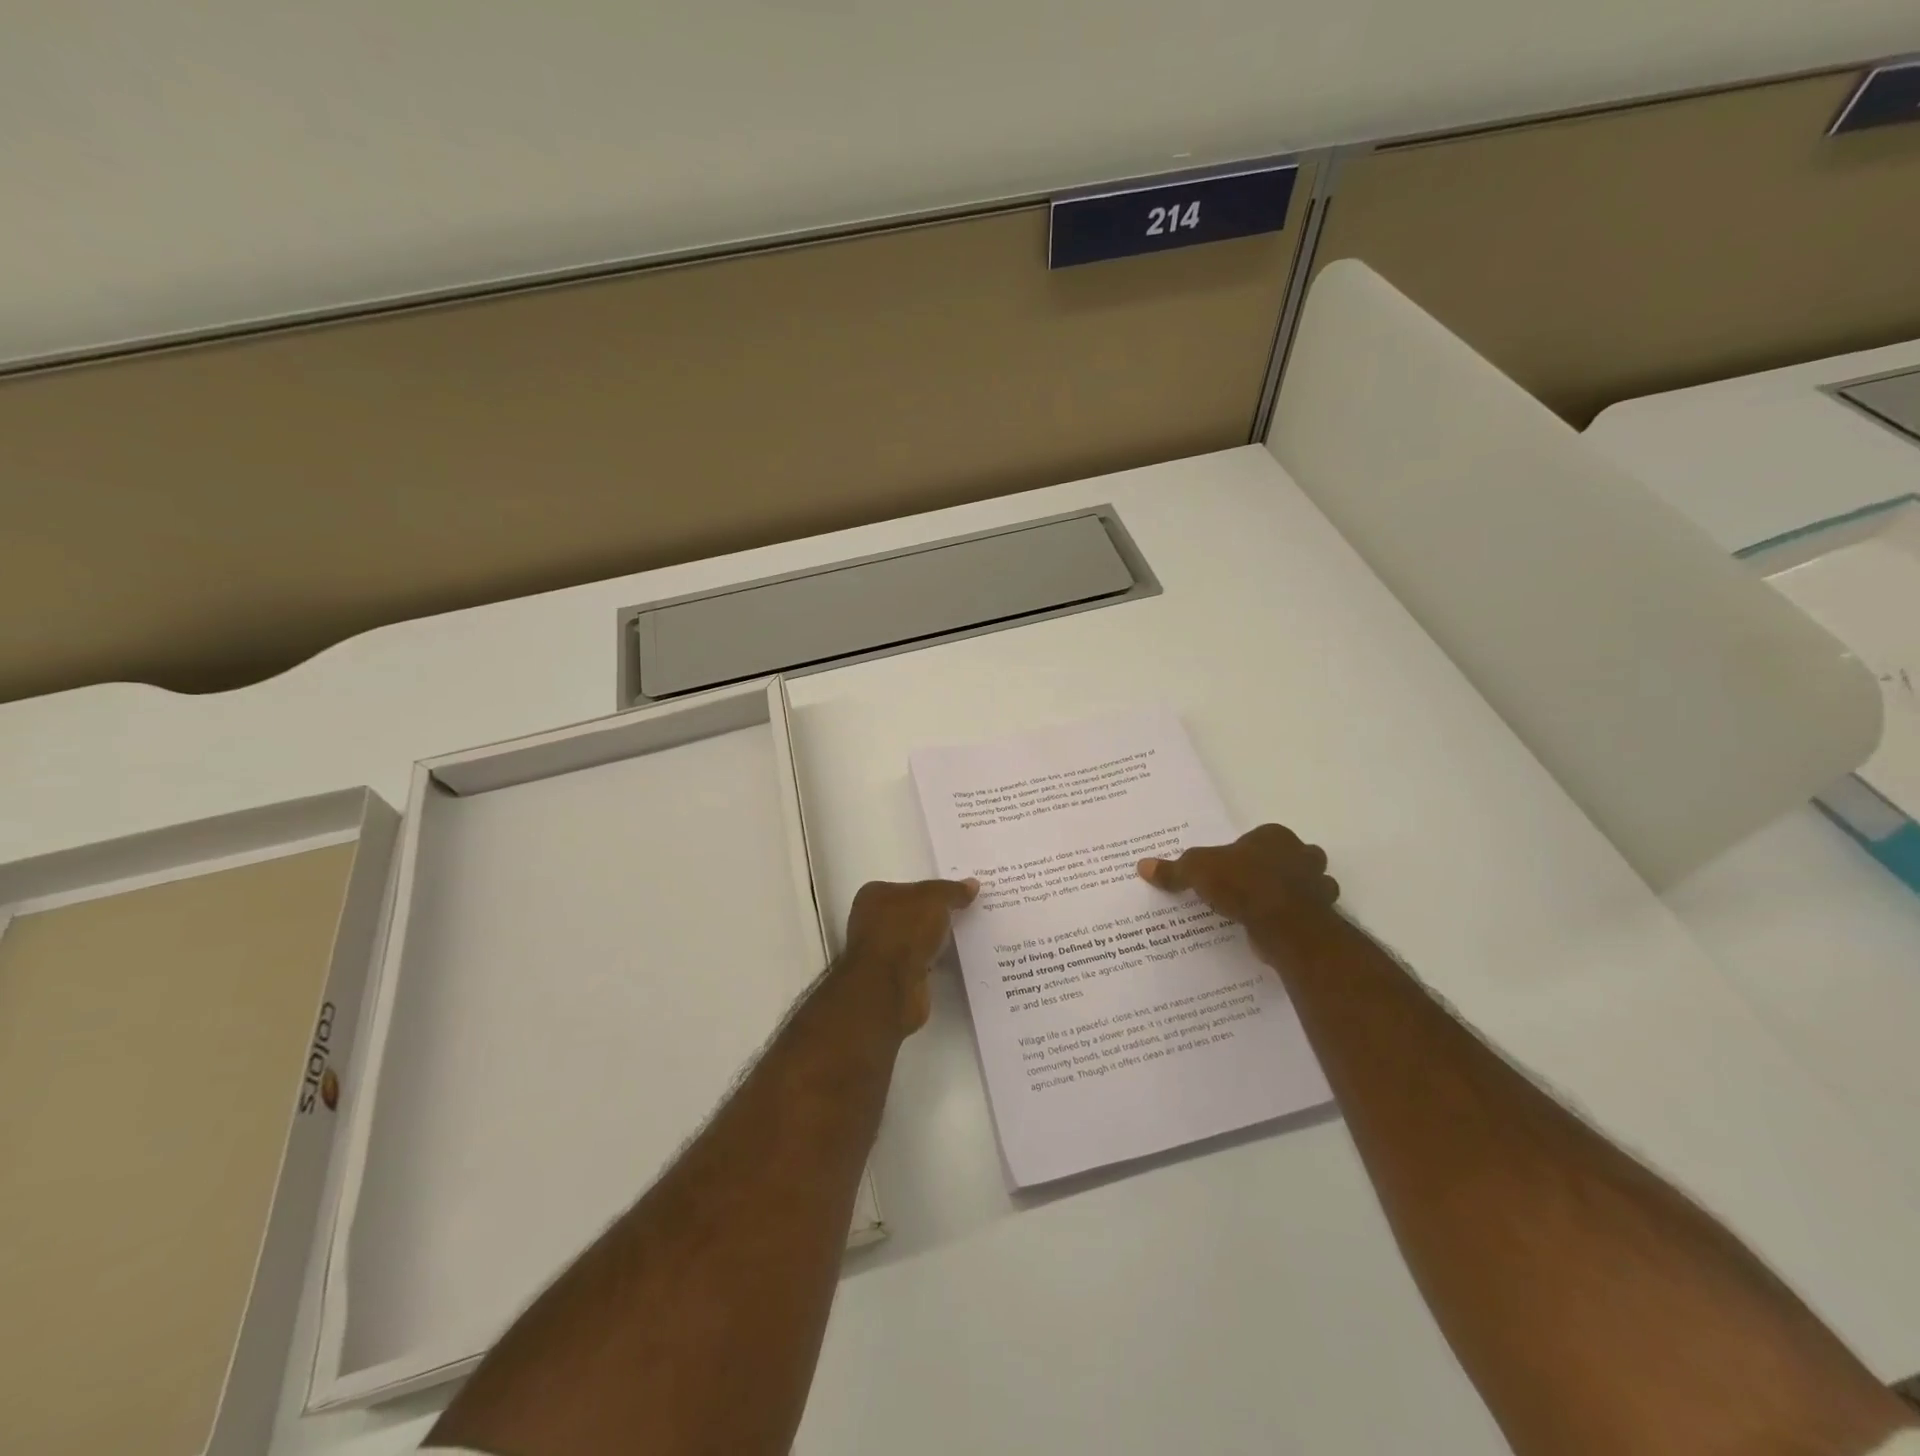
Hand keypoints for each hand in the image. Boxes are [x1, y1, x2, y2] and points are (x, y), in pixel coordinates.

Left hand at [839, 877, 978, 1034]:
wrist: (890, 986)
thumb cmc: (905, 930)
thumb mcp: (935, 898)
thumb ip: (952, 890)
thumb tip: (972, 884)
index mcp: (874, 896)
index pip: (906, 887)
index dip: (931, 890)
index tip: (955, 894)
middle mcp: (871, 922)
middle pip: (911, 914)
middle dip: (935, 915)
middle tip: (966, 913)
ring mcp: (881, 953)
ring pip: (915, 940)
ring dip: (935, 941)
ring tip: (967, 936)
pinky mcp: (892, 979)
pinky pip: (920, 962)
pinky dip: (933, 961)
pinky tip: (953, 960)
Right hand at [1138, 824, 1341, 961]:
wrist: (1285, 924)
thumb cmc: (1243, 884)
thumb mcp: (1197, 870)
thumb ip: (1174, 869)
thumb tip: (1142, 866)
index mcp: (1274, 836)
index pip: (1259, 838)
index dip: (1245, 851)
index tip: (1230, 868)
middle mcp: (1302, 855)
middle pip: (1290, 858)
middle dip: (1277, 869)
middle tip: (1248, 886)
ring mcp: (1317, 886)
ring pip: (1306, 885)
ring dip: (1292, 894)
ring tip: (1263, 908)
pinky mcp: (1321, 915)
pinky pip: (1306, 914)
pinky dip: (1294, 919)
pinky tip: (1274, 928)